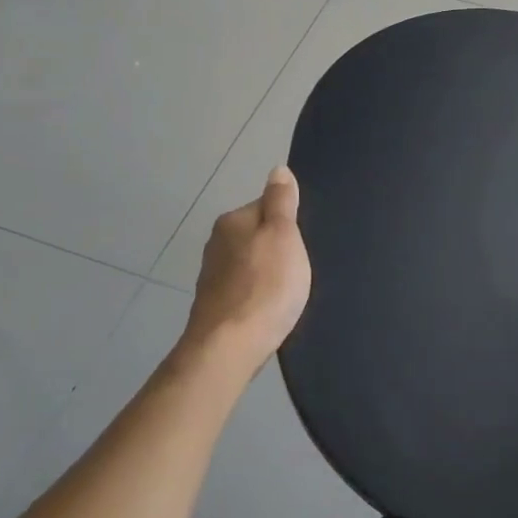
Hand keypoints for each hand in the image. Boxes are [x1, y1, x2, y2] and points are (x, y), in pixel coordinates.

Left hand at [184, 166, 310, 365]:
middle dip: (277, 248)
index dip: (290, 222)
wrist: (230, 347)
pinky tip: (270, 310)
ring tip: (288, 292)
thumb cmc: (265, 286)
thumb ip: (281, 202)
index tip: (304, 242)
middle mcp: (217, 243)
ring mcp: (213, 276)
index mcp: (232, 221)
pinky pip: (244, 290)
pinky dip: (257, 295)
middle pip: (257, 235)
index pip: (267, 206)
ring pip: (250, 264)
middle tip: (300, 268)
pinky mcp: (215, 306)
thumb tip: (278, 170)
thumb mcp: (284, 235)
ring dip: (267, 273)